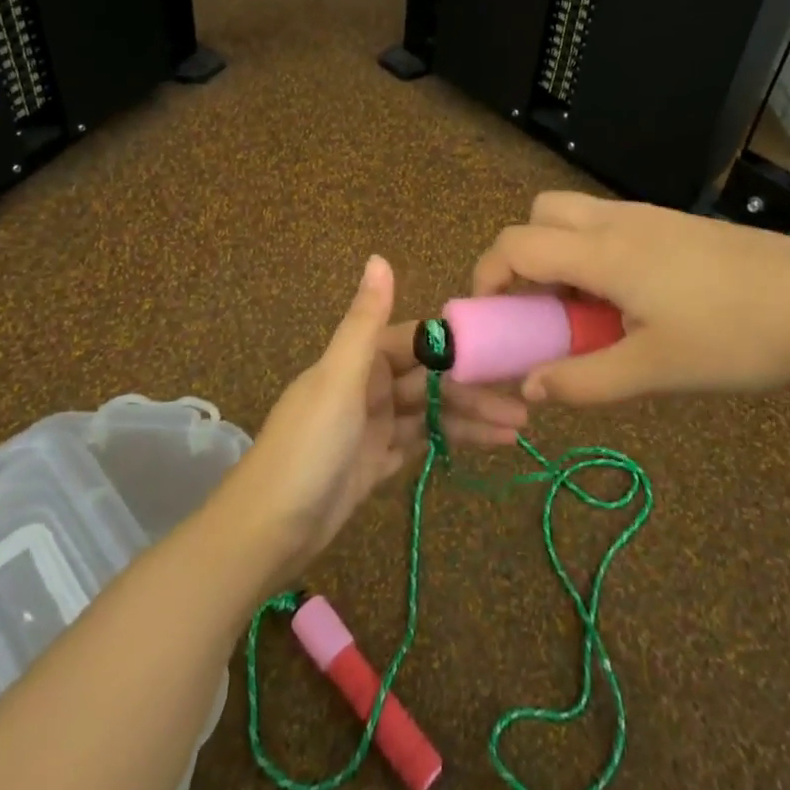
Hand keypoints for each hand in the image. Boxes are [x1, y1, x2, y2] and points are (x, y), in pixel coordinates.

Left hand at [213, 256, 527, 583]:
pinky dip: (451, 441)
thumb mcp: (339, 380)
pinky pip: (421, 442)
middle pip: (430, 379)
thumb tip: (379, 257)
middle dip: (473, 389)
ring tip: (518, 429)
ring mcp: (373, 425)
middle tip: (523, 402)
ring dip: (471, 417)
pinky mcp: (376, 461)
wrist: (266, 532)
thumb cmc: (307, 447)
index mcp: (358, 359)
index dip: (458, 346)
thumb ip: (365, 321)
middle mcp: (368, 385)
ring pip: (430, 412)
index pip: (418, 342)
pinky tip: (487, 443)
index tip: (503, 351)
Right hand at [470, 192, 789, 406]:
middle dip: (522, 255)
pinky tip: (628, 302)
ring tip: (584, 312)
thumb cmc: (736, 337)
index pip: (515, 243)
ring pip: (576, 217)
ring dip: (560, 255)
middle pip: (539, 213)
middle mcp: (616, 221)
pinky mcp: (674, 225)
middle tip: (538, 308)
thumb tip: (530, 388)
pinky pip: (610, 226)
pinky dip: (594, 255)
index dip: (487, 275)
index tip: (488, 318)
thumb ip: (584, 380)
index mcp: (603, 251)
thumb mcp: (656, 370)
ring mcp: (649, 217)